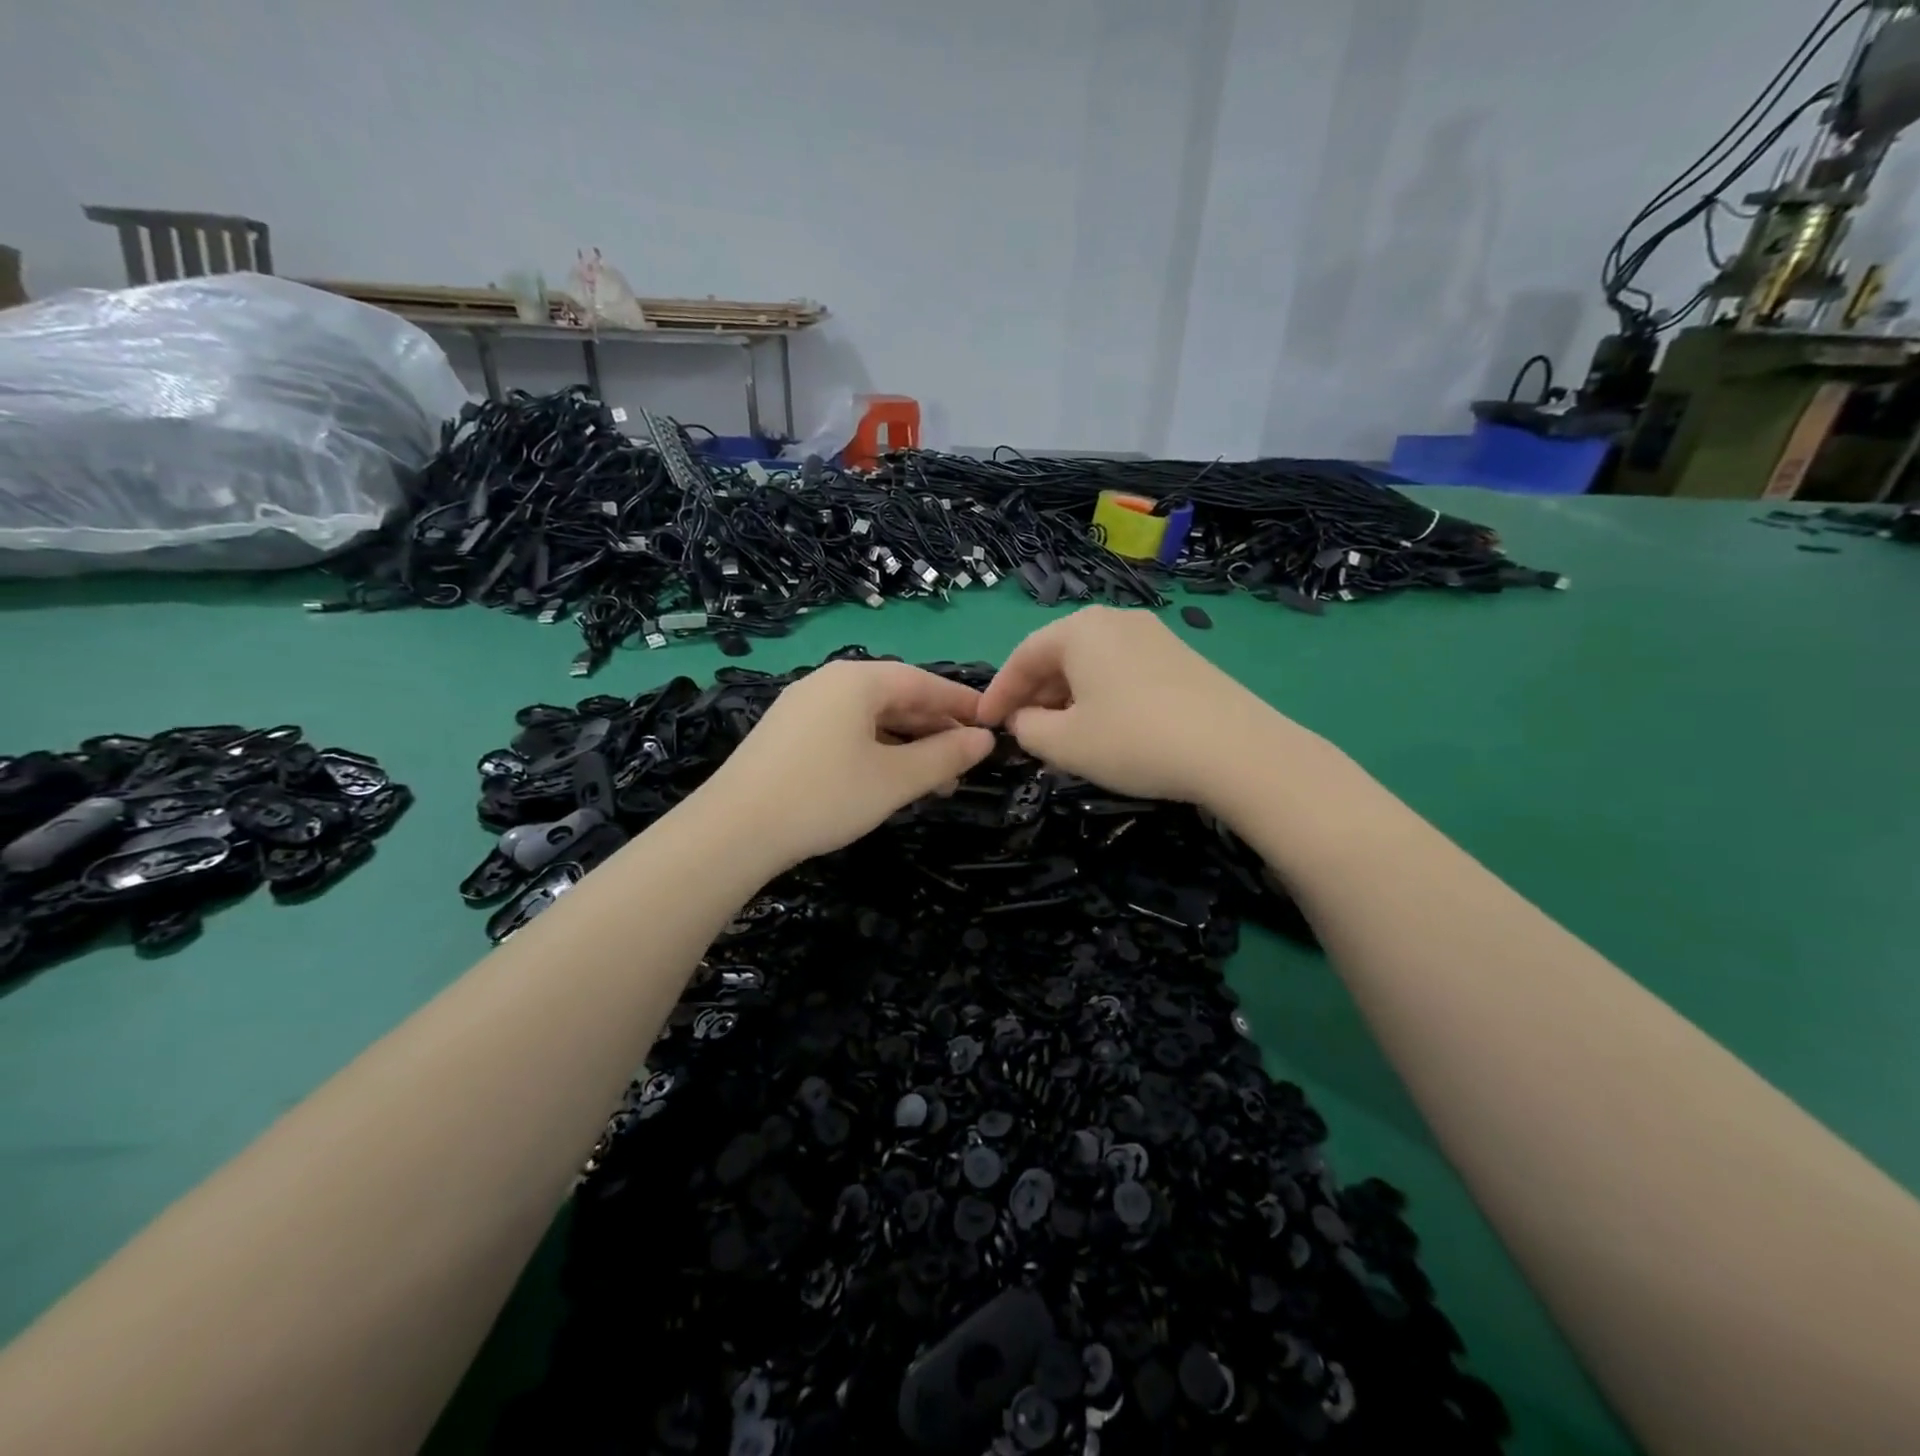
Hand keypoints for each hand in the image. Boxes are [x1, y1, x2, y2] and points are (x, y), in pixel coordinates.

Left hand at [702, 659, 994, 868]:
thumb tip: (985, 740)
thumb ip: (945, 757)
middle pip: (896, 698)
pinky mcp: (787, 733)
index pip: (924, 683)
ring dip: (906, 746)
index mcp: (858, 680)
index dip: (962, 703)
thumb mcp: (895, 780)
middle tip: (966, 763)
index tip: (993, 724)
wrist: (732, 831)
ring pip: (870, 718)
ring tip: (933, 782)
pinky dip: (875, 751)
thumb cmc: (824, 797)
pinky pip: (845, 731)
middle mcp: (829, 682)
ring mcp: (803, 706)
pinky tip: (887, 780)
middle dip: (934, 730)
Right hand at [976, 606, 1294, 809]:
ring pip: (1092, 665)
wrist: (1236, 750)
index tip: (984, 724)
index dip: (998, 693)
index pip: (1023, 656)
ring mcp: (1154, 635)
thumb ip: (1027, 729)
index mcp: (1080, 629)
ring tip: (1060, 736)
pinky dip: (1100, 697)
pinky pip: (1122, 672)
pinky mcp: (1181, 658)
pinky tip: (1105, 729)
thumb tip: (1023, 720)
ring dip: (1067, 698)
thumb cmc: (1133, 740)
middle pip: (1059, 655)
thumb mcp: (1064, 743)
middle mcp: (1116, 620)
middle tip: (1021, 732)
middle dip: (1034, 695)